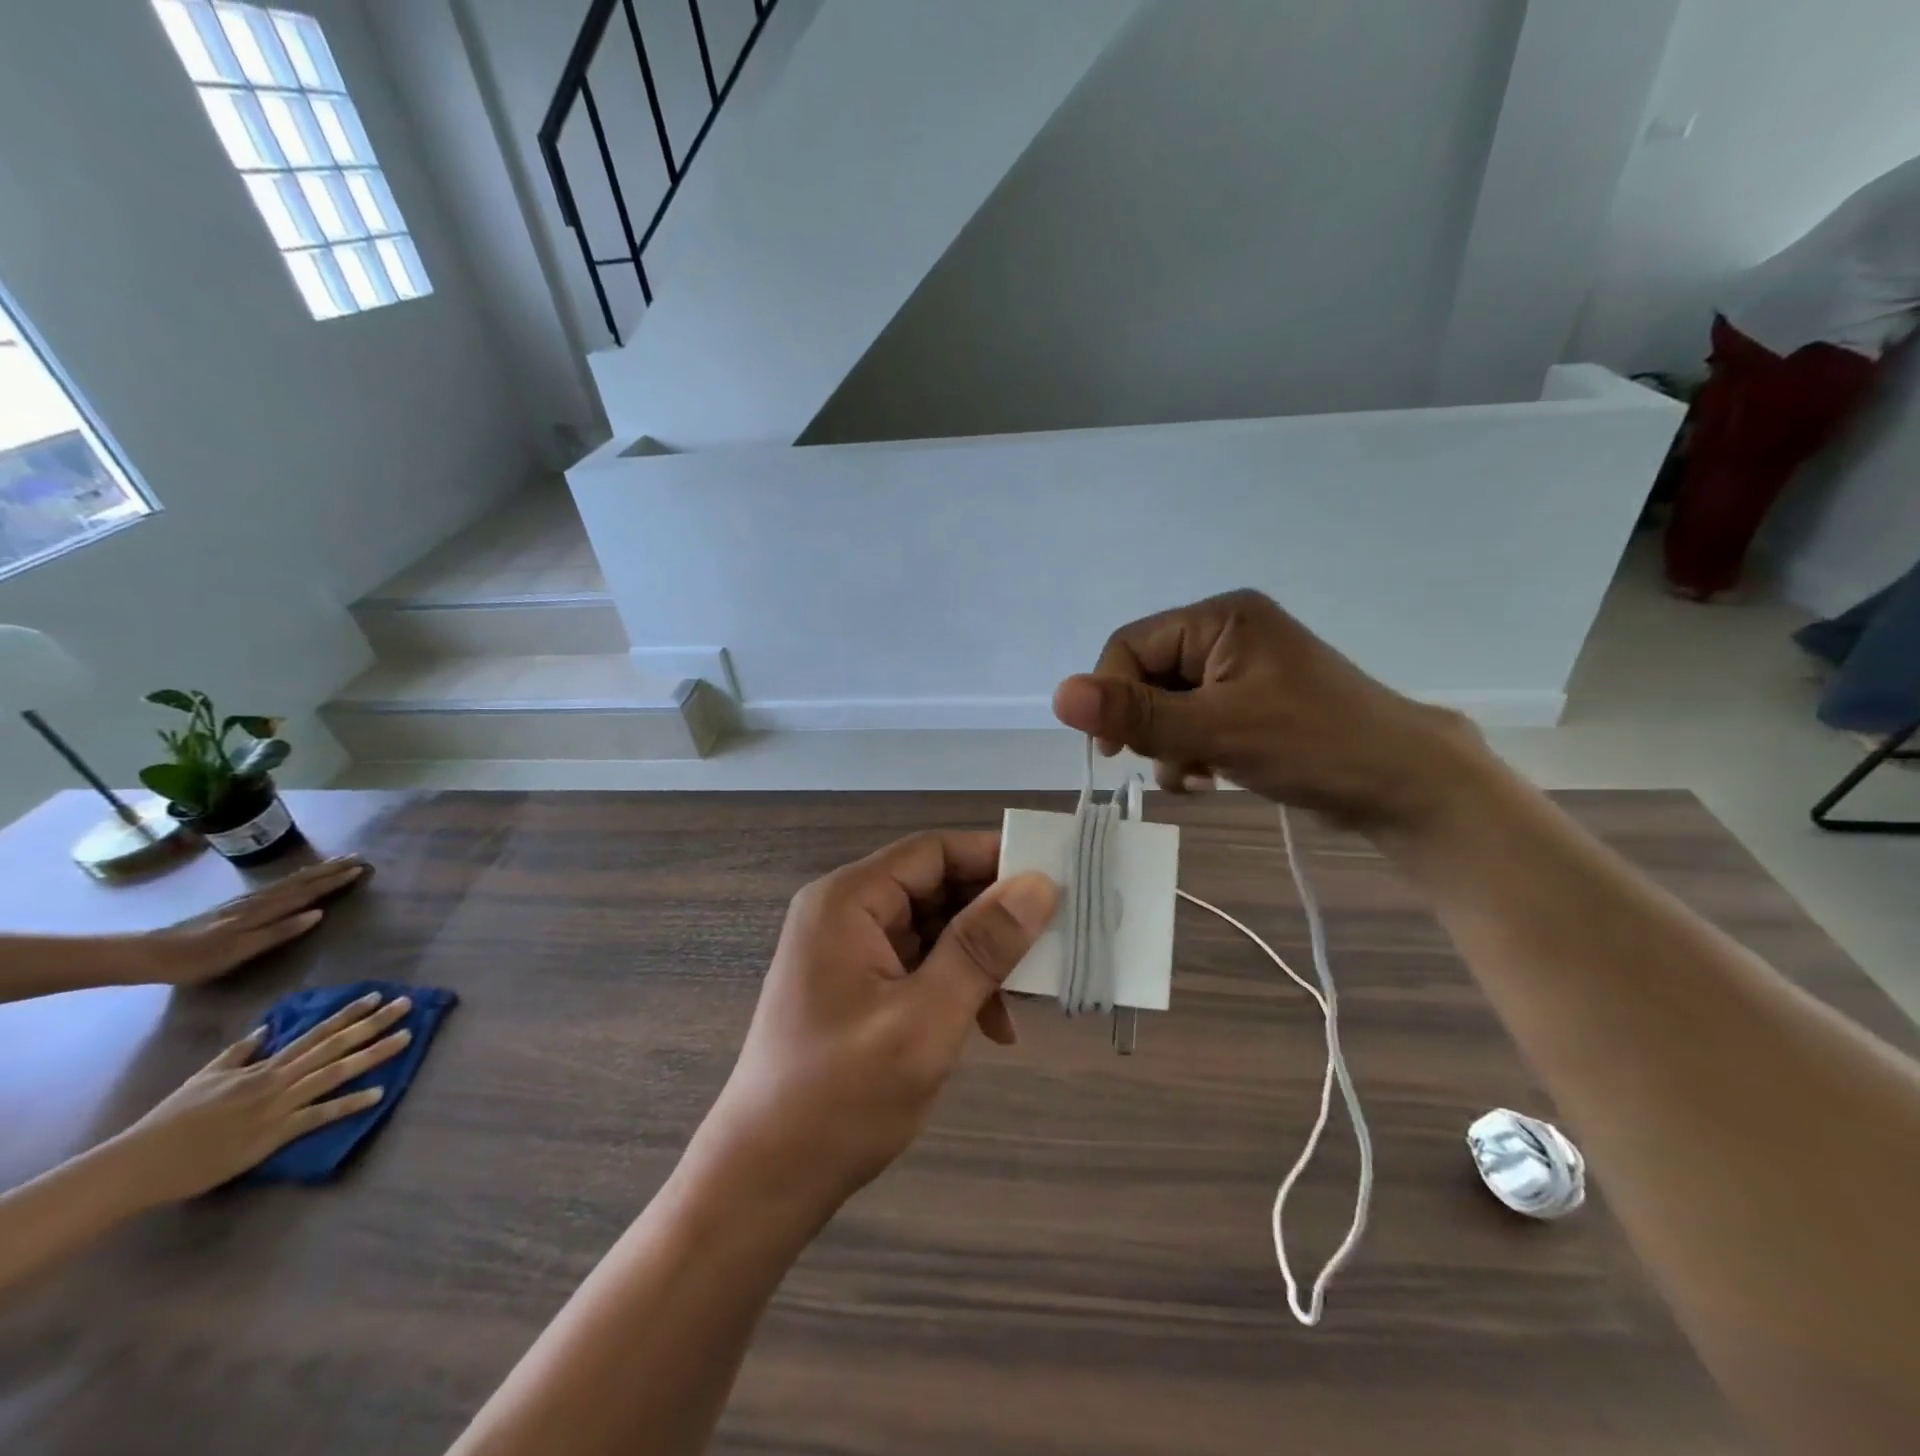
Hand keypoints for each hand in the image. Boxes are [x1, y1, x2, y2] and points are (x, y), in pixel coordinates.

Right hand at [105, 990, 412, 1204]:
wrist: (138, 1164)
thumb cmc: (171, 1121)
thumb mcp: (206, 1076)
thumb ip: (240, 1052)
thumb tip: (267, 1028)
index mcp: (264, 1067)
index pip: (316, 1032)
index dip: (349, 1013)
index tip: (378, 996)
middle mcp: (277, 1079)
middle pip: (335, 1045)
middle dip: (374, 1023)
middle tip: (409, 1004)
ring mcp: (278, 1106)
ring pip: (335, 1073)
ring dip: (374, 1055)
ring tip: (407, 1037)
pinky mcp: (273, 1135)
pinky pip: (318, 1116)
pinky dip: (348, 1104)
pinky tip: (378, 1094)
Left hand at [132, 856, 369, 986]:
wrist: (148, 955)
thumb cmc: (197, 959)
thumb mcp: (239, 950)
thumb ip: (279, 931)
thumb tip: (319, 913)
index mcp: (263, 911)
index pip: (307, 892)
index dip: (334, 881)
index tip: (361, 868)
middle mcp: (259, 901)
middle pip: (301, 881)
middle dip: (330, 869)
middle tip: (358, 857)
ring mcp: (246, 901)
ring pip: (290, 880)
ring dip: (316, 870)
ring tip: (337, 861)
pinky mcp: (236, 905)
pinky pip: (278, 885)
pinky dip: (296, 877)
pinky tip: (299, 877)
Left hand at [702, 832, 1056, 1212]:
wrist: (765, 1182)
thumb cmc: (842, 1098)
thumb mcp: (926, 1019)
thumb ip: (982, 947)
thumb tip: (1039, 883)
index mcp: (849, 901)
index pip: (934, 851)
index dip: (995, 858)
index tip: (1055, 883)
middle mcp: (844, 912)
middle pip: (934, 886)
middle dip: (992, 916)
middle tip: (1052, 944)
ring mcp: (848, 950)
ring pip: (932, 927)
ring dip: (979, 957)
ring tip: (1025, 998)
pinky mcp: (856, 985)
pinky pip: (918, 962)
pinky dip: (956, 984)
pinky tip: (990, 1026)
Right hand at [1052, 589, 1479, 827]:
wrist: (1404, 785)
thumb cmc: (1312, 745)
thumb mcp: (1214, 731)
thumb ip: (1135, 714)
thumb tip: (1058, 694)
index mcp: (1219, 618)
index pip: (1130, 646)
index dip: (1112, 697)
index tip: (1114, 751)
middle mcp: (1227, 632)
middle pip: (1148, 676)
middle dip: (1150, 727)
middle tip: (1174, 764)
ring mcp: (1242, 667)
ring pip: (1168, 703)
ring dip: (1170, 745)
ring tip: (1198, 775)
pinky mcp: (1252, 700)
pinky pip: (1196, 718)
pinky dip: (1192, 750)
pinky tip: (1212, 776)